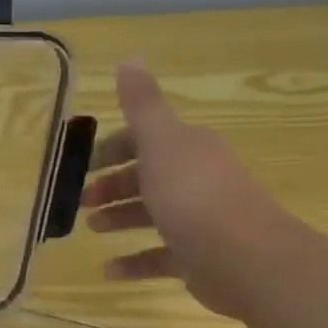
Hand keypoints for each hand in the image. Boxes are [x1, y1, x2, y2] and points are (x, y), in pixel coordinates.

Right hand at [82, 63, 310, 318]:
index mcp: (187, 149)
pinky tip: (108, 270)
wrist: (246, 259)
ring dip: (118, 218)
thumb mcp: (161, 142)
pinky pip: (158, 257)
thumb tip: (130, 57)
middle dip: (111, 185)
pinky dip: (132, 262)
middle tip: (81, 201)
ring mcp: (199, 220)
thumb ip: (142, 104)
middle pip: (146, 177)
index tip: (82, 165)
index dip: (113, 148)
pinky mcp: (198, 257)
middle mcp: (196, 180)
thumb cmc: (193, 196)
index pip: (146, 140)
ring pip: (151, 214)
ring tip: (91, 229)